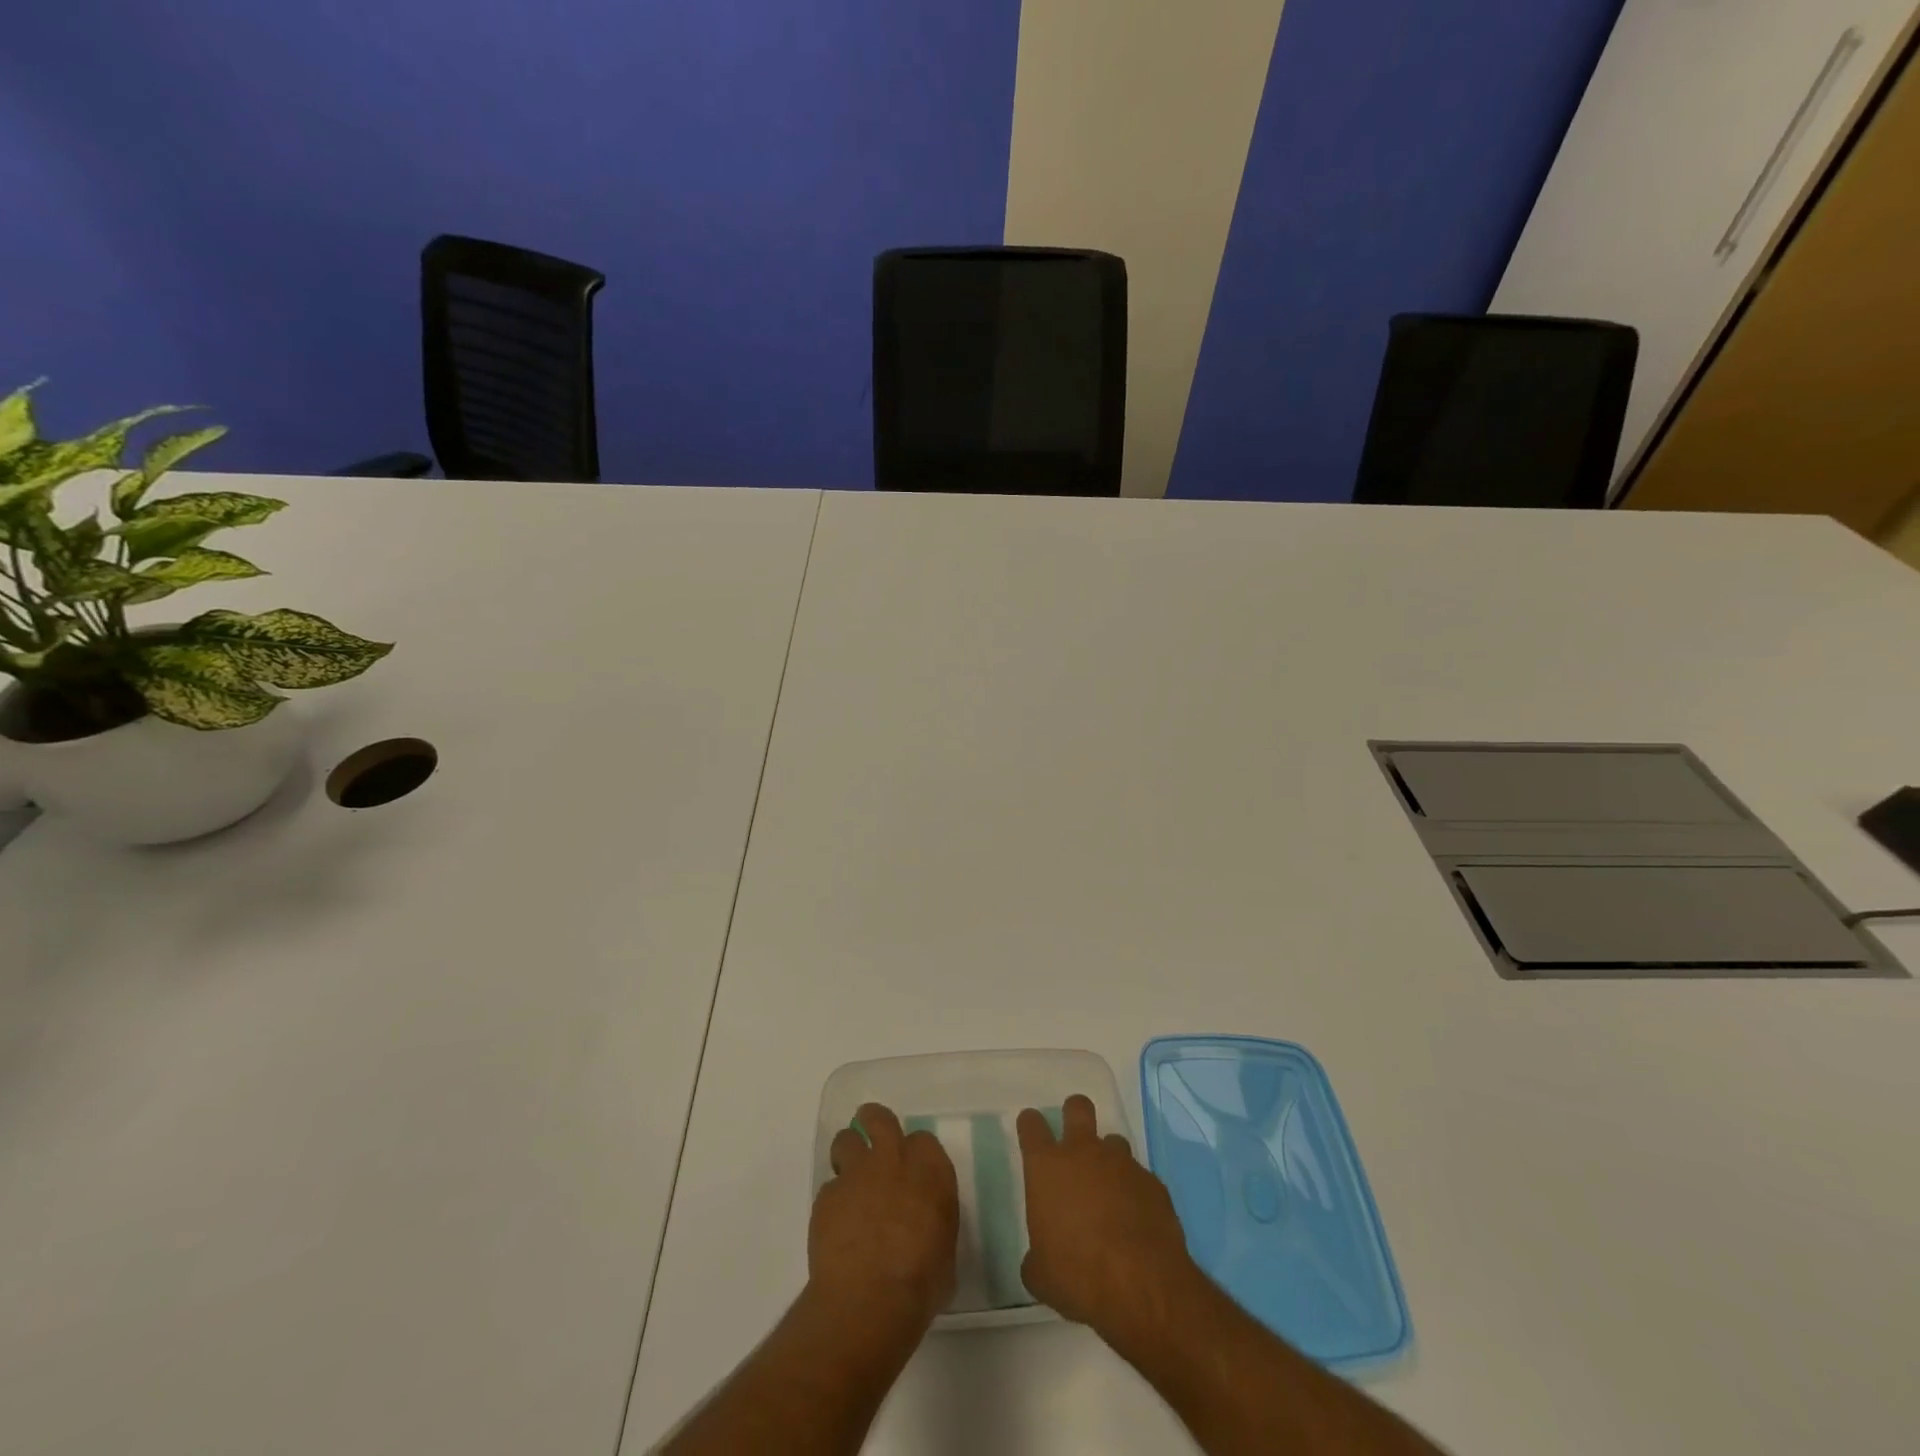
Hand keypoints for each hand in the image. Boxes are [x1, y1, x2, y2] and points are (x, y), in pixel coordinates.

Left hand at [811, 1102, 958, 1332]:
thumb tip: (925, 1229)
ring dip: (847, 1155)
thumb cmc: (921, 1282)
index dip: (916, 1154)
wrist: (870, 1297)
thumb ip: (933, 1224)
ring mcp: (856, 1174)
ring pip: (846, 1140)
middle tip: (873, 1144)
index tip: (912, 1170)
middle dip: (873, 1124)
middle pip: (879, 1118)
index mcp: (930, 1170)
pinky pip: (829, 1188)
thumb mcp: (944, 1252)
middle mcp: (893, 1160)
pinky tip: (836, 1227)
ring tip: (850, 1181)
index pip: (924, 1141)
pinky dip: (833, 1202)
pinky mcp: (827, 1196)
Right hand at [1018, 1094, 1196, 1340]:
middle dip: (1074, 1114)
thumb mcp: (1040, 1274)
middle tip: (1073, 1139)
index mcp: (1047, 1167)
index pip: (1032, 1125)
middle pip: (1077, 1107)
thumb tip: (1040, 1258)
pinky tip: (1135, 1220)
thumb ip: (1036, 1255)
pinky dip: (1134, 1191)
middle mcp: (1083, 1152)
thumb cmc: (1077, 1274)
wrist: (1141, 1284)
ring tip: (1109, 1191)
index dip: (1030, 1125)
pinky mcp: (1152, 1182)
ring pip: (1113, 1141)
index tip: (1031, 1131)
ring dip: (1108, 1159)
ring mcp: (1122, 1163)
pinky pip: (1139, 1177)